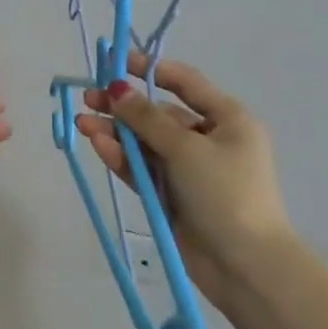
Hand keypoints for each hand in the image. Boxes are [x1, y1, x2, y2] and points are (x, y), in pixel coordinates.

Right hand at [75, 54, 292, 302]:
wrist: (245, 266)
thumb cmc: (225, 193)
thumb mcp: (186, 148)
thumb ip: (147, 118)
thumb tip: (118, 88)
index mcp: (227, 119)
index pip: (185, 83)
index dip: (150, 69)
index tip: (116, 62)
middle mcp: (209, 139)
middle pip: (159, 114)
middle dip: (124, 106)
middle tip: (89, 98)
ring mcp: (189, 169)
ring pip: (146, 142)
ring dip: (116, 132)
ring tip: (82, 123)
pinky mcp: (172, 195)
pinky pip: (142, 168)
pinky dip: (122, 157)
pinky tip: (98, 145)